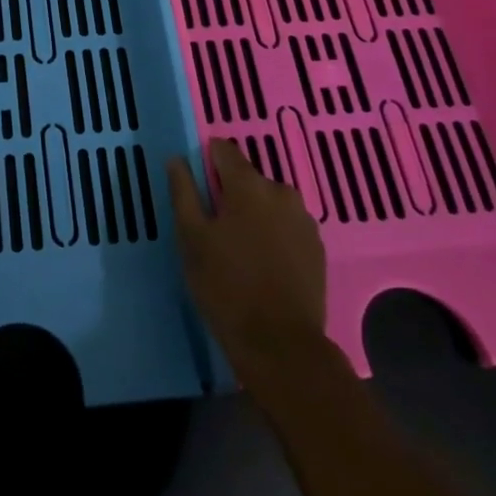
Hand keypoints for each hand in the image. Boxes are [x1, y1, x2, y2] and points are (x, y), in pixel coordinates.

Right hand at [168, 138, 336, 407]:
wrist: (281, 346)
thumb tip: (178, 159)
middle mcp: (281, 191)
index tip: (195, 188)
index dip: (206, 162)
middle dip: (229, 194)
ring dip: (253, 214)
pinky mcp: (317, 247)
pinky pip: (286, 226)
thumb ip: (183, 191)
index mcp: (248, 184)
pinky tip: (262, 264)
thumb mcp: (191, 238)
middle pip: (247, 178)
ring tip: (238, 250)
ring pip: (268, 203)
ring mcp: (304, 220)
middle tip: (213, 229)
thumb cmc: (226, 286)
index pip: (224, 150)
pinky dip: (273, 234)